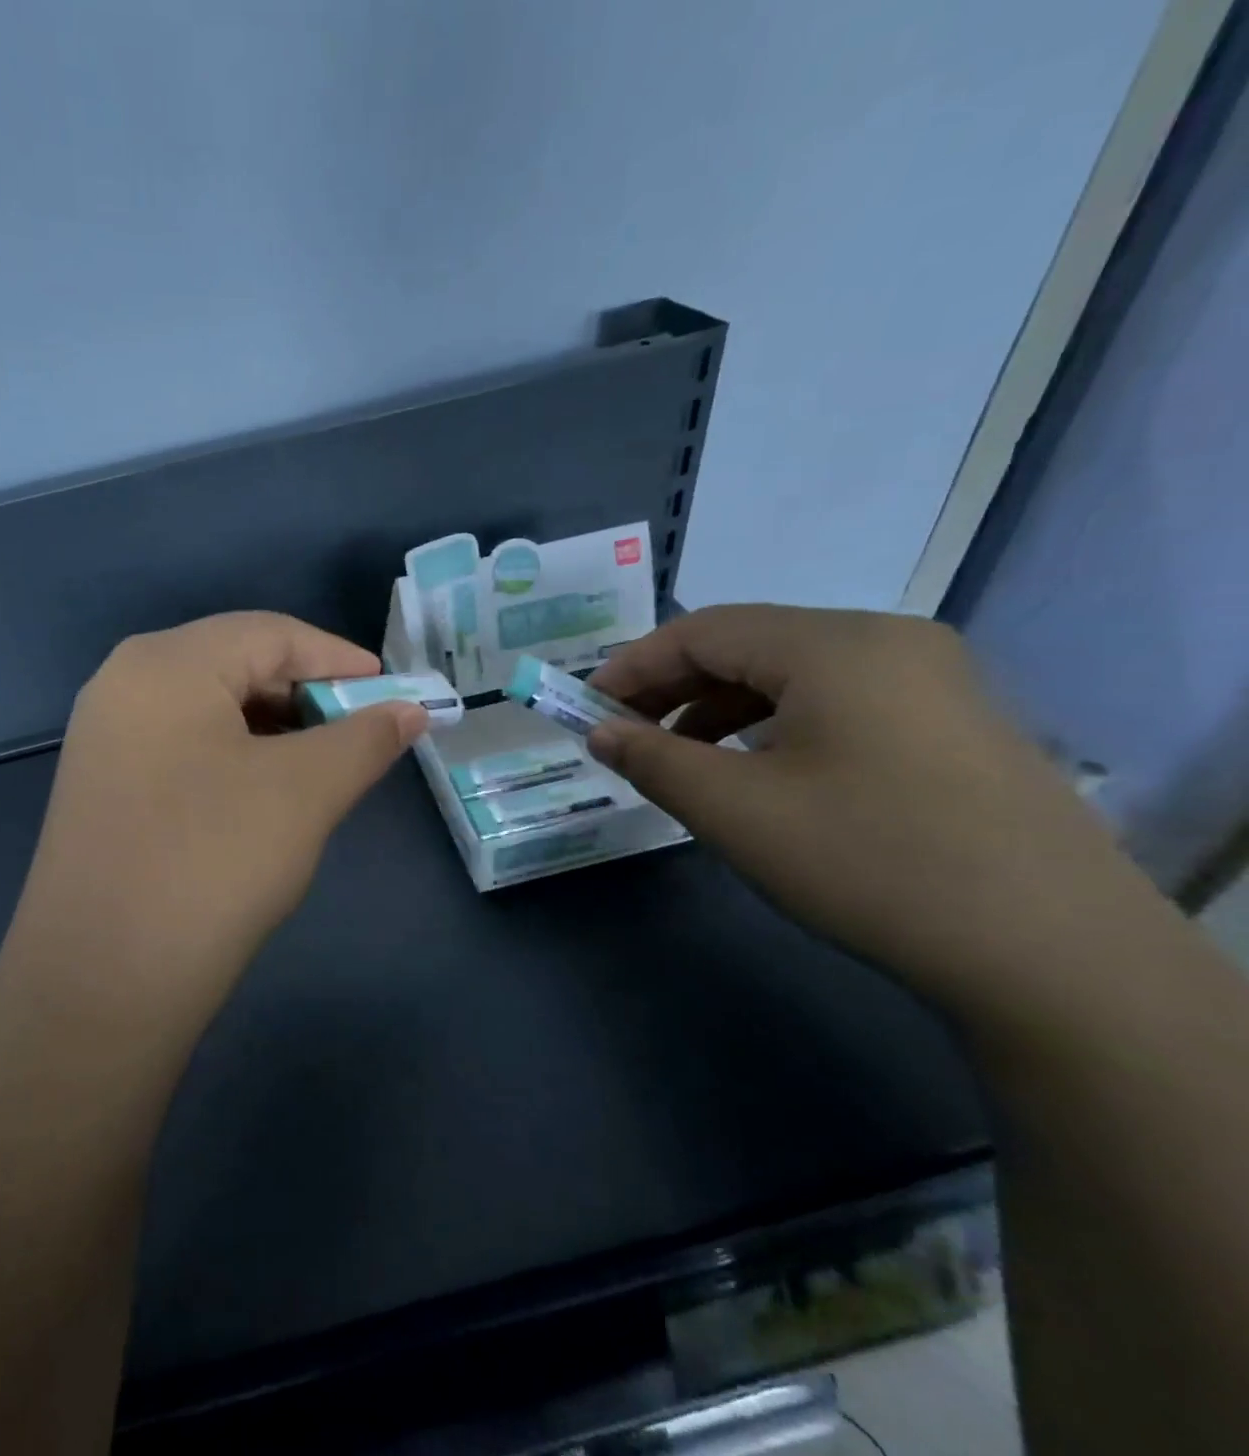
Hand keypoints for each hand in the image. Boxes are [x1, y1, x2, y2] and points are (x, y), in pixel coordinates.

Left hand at [11, 612, 425, 1004]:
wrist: (101, 983)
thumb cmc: (212, 862)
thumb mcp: (305, 791)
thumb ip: (365, 739)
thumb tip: (411, 710)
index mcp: (166, 662)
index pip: (270, 634)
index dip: (339, 659)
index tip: (393, 694)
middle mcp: (124, 683)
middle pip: (235, 665)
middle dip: (306, 696)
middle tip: (359, 736)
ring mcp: (104, 737)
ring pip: (208, 710)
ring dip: (273, 730)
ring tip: (320, 767)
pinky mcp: (100, 787)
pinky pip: (181, 748)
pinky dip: (233, 758)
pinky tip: (261, 796)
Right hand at [585, 606, 1150, 1005]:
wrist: (1052, 956)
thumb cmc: (869, 862)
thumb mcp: (735, 810)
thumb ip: (653, 759)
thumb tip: (601, 732)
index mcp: (834, 644)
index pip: (703, 630)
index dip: (633, 666)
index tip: (585, 708)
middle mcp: (886, 641)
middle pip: (749, 644)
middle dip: (673, 687)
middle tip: (622, 733)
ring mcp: (930, 680)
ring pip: (792, 674)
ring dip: (719, 707)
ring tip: (678, 757)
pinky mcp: (950, 723)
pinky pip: (836, 701)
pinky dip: (774, 724)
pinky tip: (753, 769)